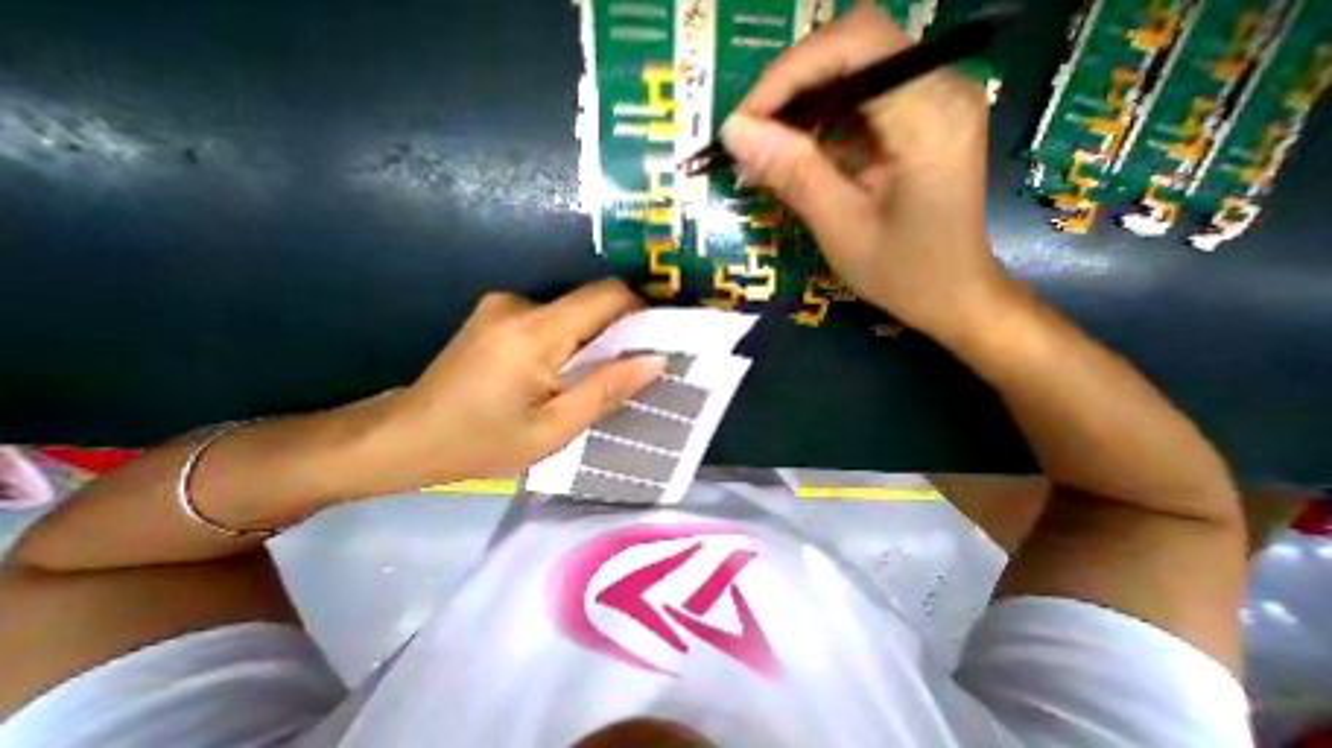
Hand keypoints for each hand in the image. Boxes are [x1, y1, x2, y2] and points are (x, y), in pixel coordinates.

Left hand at [358, 280, 664, 489]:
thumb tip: (656, 361)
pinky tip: (555, 373)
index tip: (653, 343)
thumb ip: (606, 390)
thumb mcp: (554, 429)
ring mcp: (504, 305)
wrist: (404, 437)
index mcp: (536, 332)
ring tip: (586, 379)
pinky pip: (551, 318)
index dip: (639, 312)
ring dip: (590, 340)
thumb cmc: (480, 442)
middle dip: (617, 332)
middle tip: (624, 371)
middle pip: (591, 302)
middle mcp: (520, 304)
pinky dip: (567, 340)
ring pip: (573, 312)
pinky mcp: (496, 313)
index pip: (607, 295)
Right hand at [725, 0, 1015, 342]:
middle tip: (748, 139)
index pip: (854, 47)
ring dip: (800, 107)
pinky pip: (859, 103)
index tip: (742, 125)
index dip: (787, 75)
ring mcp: (933, 101)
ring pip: (852, 72)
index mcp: (929, 116)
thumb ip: (793, 173)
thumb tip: (735, 133)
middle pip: (852, 49)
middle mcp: (940, 89)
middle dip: (789, 88)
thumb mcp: (840, 228)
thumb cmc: (901, 272)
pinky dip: (818, 125)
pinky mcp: (919, 120)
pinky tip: (793, 157)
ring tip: (762, 154)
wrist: (952, 294)